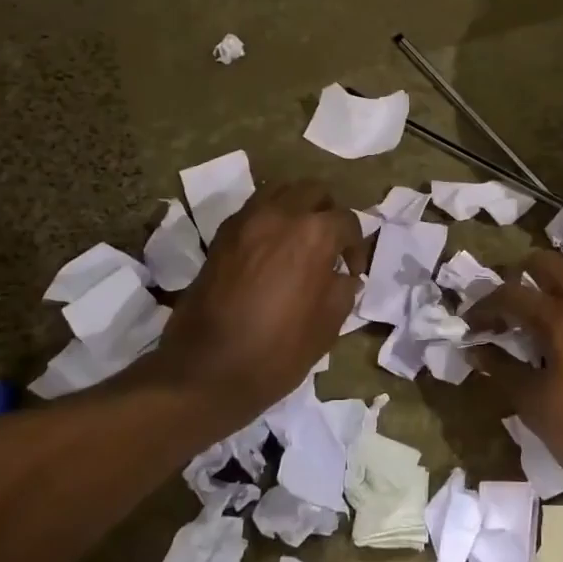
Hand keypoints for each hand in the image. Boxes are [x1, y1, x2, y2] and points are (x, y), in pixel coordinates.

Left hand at [151, 179, 366, 429]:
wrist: (206, 371)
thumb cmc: (277, 352)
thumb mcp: (328, 326)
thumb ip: (342, 289)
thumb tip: (343, 275)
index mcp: (314, 234)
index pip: (347, 220)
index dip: (355, 246)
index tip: (352, 271)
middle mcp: (280, 214)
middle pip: (313, 191)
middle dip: (327, 212)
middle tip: (329, 245)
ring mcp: (246, 221)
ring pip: (280, 191)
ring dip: (296, 208)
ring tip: (299, 240)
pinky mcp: (221, 235)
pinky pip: (253, 210)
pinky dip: (269, 219)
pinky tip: (271, 250)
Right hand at [467, 251, 562, 515]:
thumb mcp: (536, 405)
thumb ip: (502, 368)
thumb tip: (476, 349)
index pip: (512, 295)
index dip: (484, 306)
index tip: (470, 323)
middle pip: (548, 264)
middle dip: (519, 279)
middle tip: (505, 309)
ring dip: (552, 287)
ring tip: (537, 319)